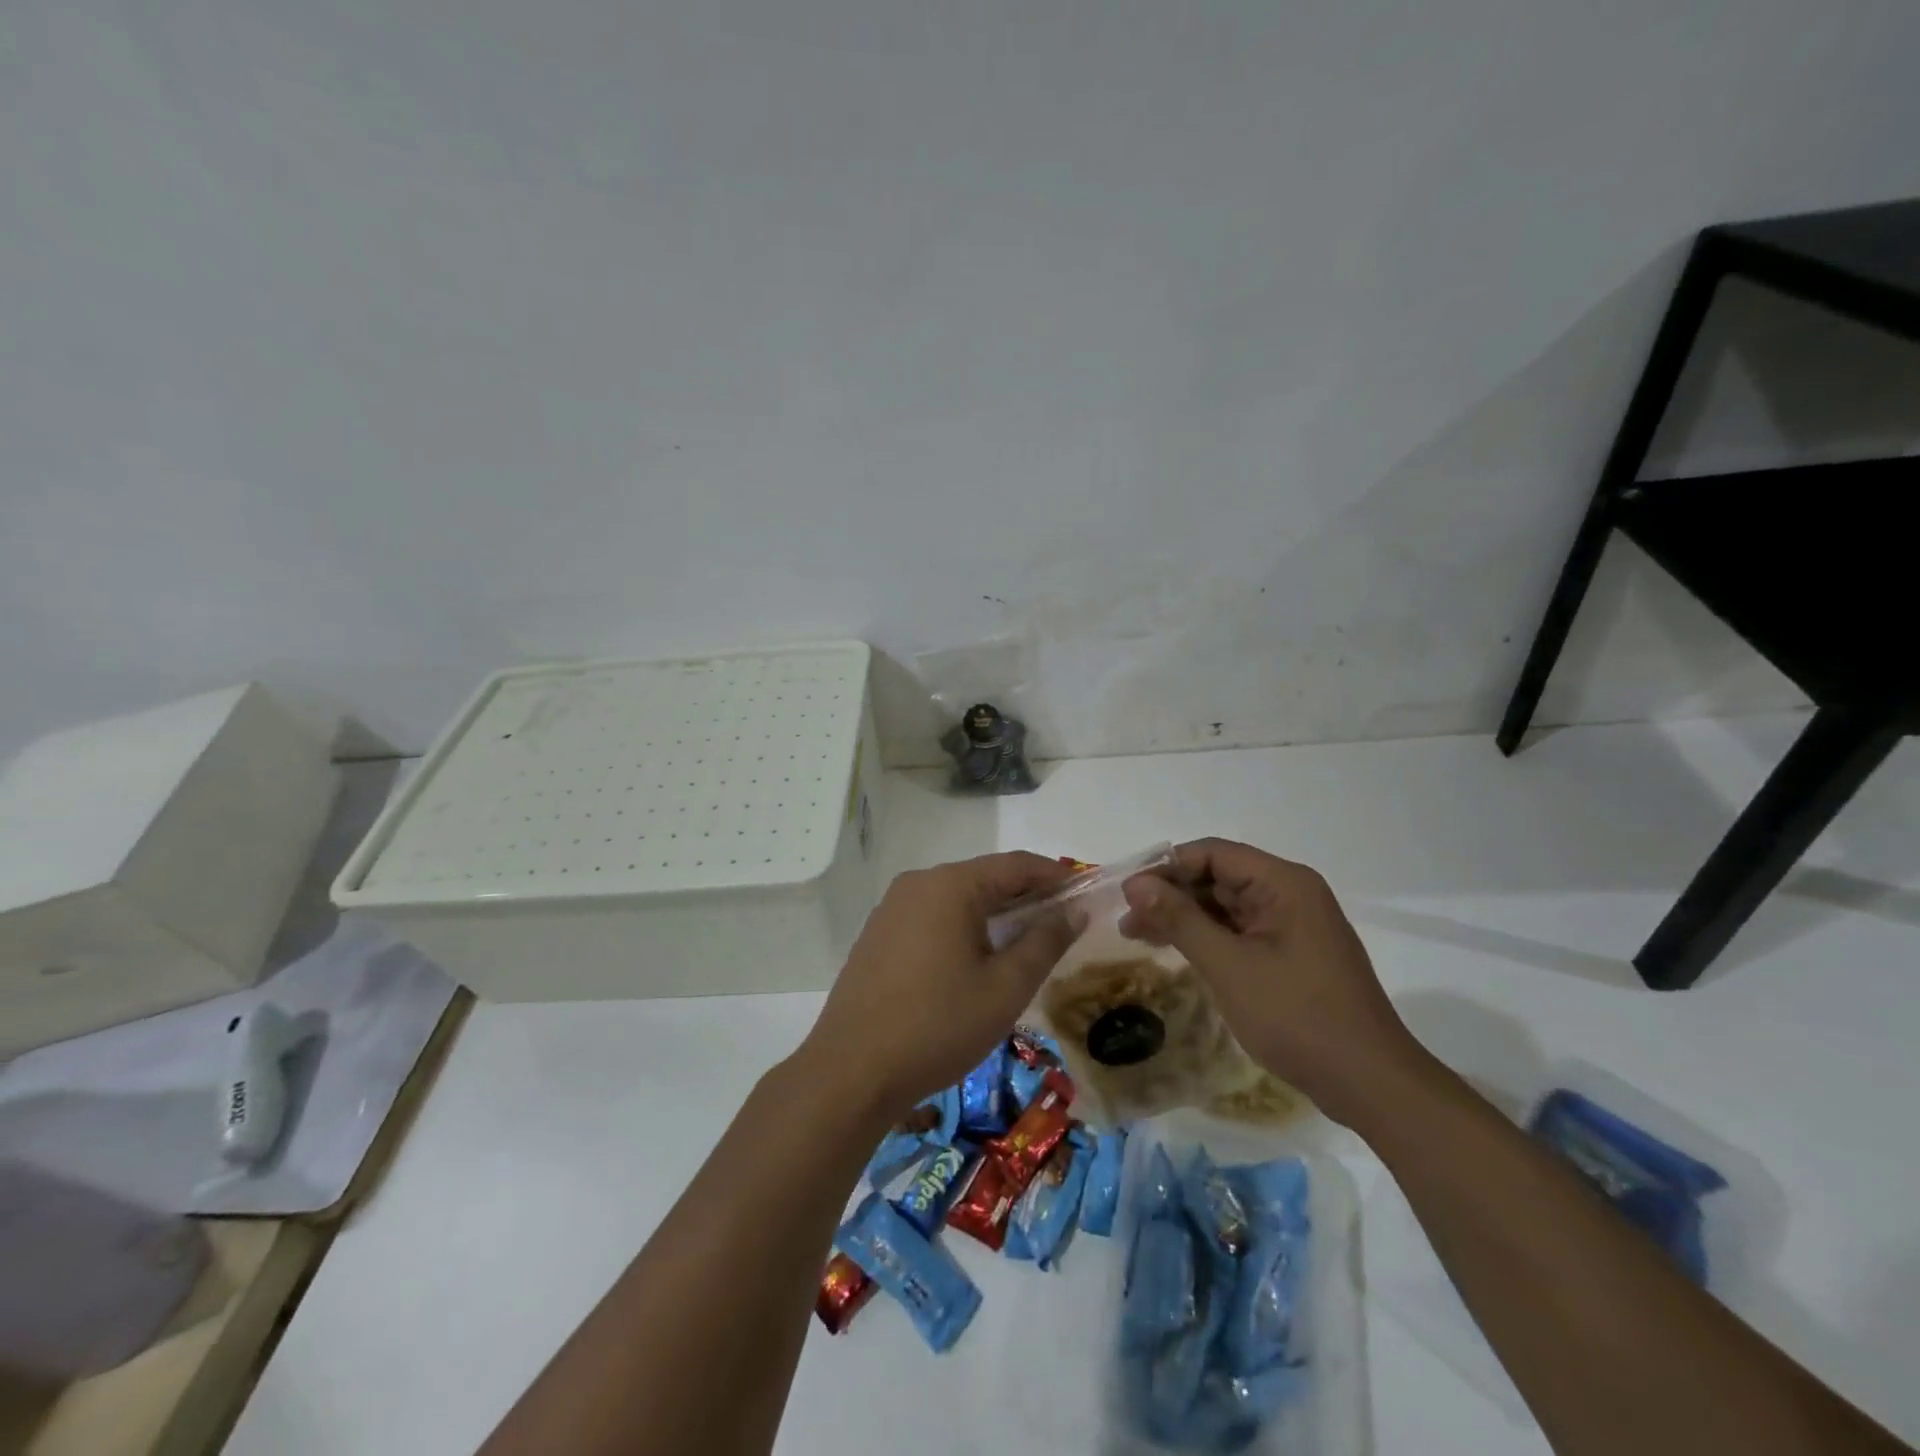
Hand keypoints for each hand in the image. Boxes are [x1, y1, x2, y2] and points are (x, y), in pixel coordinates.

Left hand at [797, 853, 1080, 1120]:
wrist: (852, 1071)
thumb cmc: (938, 1025)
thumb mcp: (1005, 987)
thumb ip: (1045, 942)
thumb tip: (1074, 910)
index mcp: (950, 885)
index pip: (1015, 865)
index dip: (1054, 876)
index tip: (1085, 894)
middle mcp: (918, 884)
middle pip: (984, 878)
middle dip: (1025, 897)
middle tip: (1060, 926)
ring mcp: (892, 908)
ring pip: (957, 899)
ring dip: (993, 914)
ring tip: (1024, 945)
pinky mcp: (878, 935)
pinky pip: (932, 917)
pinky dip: (962, 928)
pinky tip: (975, 961)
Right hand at [1118, 838, 1417, 1124]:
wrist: (1369, 1084)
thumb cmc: (1297, 1016)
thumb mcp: (1228, 965)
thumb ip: (1180, 919)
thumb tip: (1136, 884)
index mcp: (1283, 883)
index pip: (1212, 854)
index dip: (1166, 868)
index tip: (1127, 894)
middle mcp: (1290, 894)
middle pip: (1218, 878)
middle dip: (1171, 895)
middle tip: (1127, 922)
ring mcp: (1294, 926)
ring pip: (1226, 907)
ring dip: (1185, 919)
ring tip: (1139, 937)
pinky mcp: (1293, 955)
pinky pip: (1240, 932)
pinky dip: (1207, 939)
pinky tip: (1178, 952)